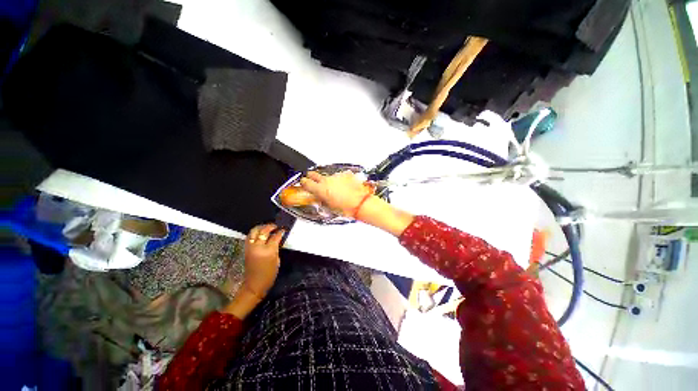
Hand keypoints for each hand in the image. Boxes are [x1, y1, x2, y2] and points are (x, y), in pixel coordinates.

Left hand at [243, 224, 284, 298]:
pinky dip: (255, 233)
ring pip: (254, 231)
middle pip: (263, 231)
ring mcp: (250, 247)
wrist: (254, 284)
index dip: (280, 232)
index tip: (284, 229)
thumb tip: (278, 239)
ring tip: (267, 227)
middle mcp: (258, 247)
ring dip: (261, 227)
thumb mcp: (277, 260)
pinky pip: (250, 236)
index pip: (275, 236)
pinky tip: (260, 233)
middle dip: (270, 226)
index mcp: (268, 251)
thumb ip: (276, 248)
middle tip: (276, 226)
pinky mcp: (246, 249)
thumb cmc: (270, 274)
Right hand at [300, 171, 373, 216]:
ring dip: (328, 181)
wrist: (361, 203)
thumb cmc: (346, 208)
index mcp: (320, 189)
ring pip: (328, 176)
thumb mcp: (329, 207)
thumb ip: (321, 200)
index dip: (303, 183)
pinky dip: (339, 180)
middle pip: (314, 174)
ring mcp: (336, 176)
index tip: (304, 183)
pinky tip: (344, 186)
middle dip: (312, 177)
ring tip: (335, 189)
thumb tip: (319, 198)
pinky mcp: (345, 174)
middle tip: (313, 181)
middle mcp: (326, 180)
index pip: (305, 182)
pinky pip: (339, 176)